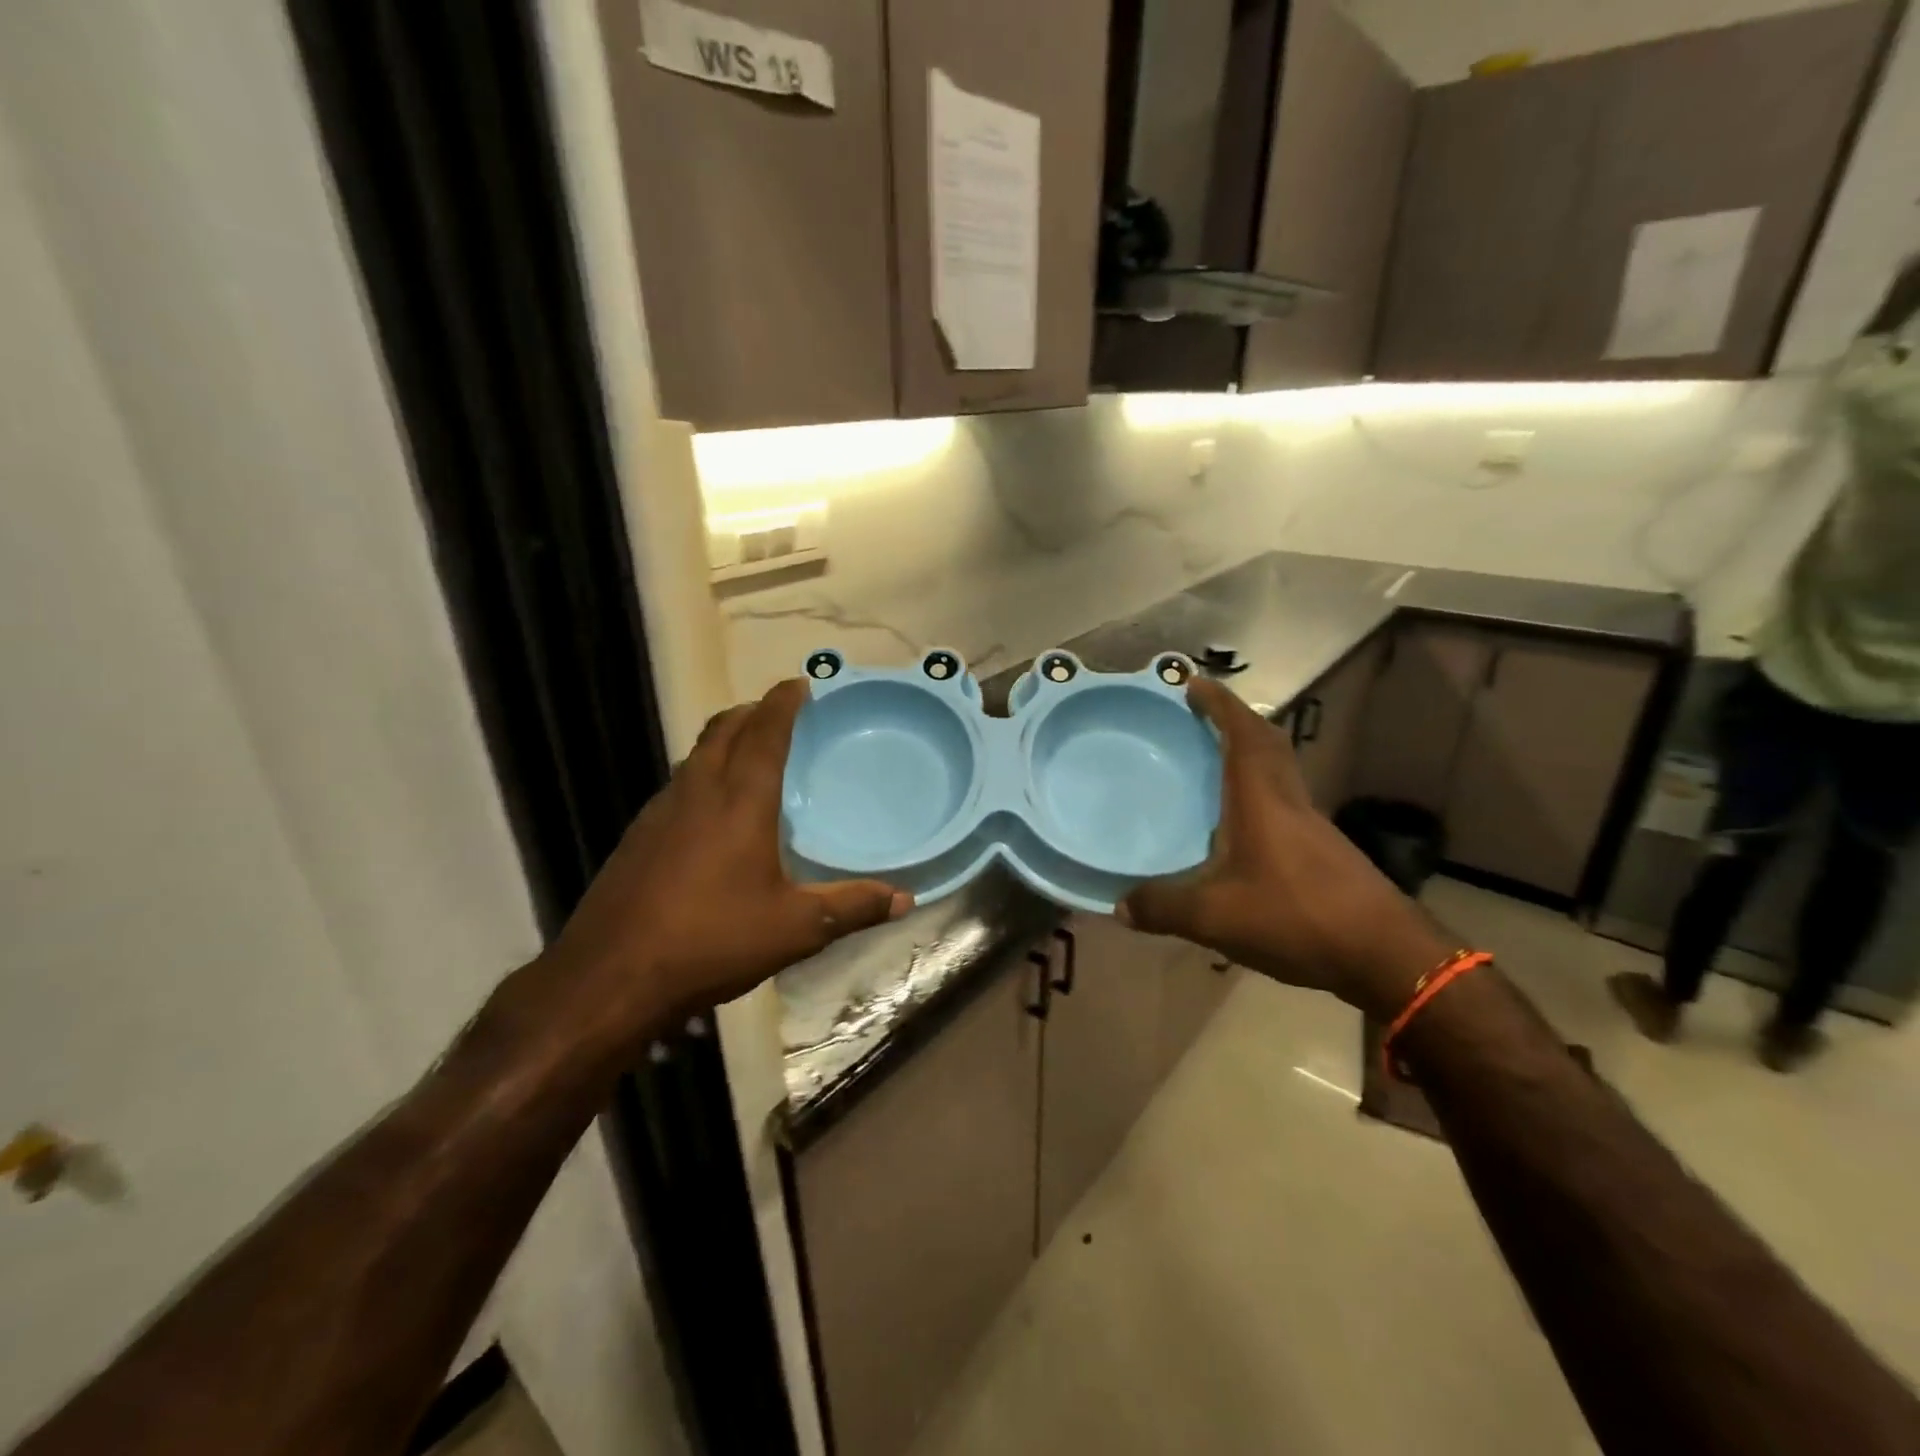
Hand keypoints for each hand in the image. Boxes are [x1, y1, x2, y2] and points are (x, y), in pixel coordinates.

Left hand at [538, 679, 909, 1043]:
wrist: (609, 976)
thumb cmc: (712, 940)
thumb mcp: (795, 929)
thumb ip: (852, 908)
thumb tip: (905, 899)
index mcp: (740, 800)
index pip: (765, 732)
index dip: (783, 702)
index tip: (801, 684)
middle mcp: (698, 791)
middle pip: (724, 730)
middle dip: (753, 712)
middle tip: (780, 713)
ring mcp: (660, 811)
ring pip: (696, 755)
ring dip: (725, 740)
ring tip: (751, 754)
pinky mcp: (637, 836)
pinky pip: (678, 784)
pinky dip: (703, 774)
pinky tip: (713, 812)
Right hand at [1120, 679, 1448, 1018]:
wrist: (1384, 956)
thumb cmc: (1295, 917)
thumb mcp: (1214, 917)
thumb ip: (1162, 907)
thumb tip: (1119, 907)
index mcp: (1262, 800)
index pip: (1243, 734)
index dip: (1219, 704)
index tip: (1194, 683)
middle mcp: (1289, 802)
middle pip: (1268, 744)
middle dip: (1235, 721)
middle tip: (1201, 717)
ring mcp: (1312, 827)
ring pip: (1279, 774)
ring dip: (1250, 757)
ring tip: (1213, 766)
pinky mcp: (1324, 853)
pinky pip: (1284, 805)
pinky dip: (1259, 795)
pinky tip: (1239, 828)